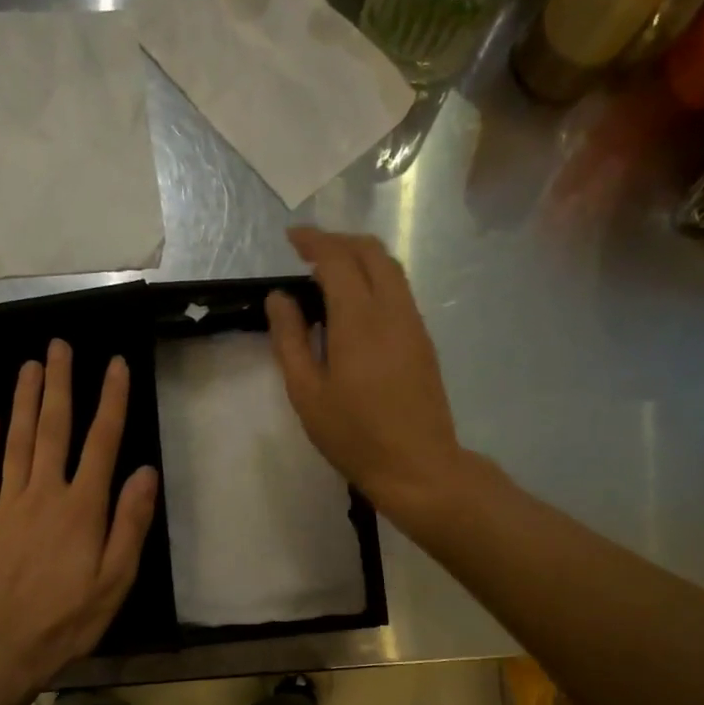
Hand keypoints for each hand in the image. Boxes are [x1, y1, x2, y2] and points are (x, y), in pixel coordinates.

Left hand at [0, 340, 157, 702]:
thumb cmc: (67, 617)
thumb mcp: (116, 579)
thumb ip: (131, 523)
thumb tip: (145, 472)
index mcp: (83, 507)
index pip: (102, 442)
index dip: (111, 401)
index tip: (116, 365)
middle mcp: (45, 493)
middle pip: (53, 428)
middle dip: (59, 384)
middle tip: (59, 346)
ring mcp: (8, 503)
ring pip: (17, 440)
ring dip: (24, 400)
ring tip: (29, 365)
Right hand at [265, 226, 466, 518]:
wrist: (418, 466)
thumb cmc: (354, 435)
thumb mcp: (307, 393)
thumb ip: (290, 339)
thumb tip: (279, 297)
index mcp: (359, 320)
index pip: (338, 259)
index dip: (313, 241)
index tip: (291, 238)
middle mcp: (393, 310)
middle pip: (372, 252)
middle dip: (339, 241)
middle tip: (308, 251)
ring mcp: (414, 324)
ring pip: (391, 269)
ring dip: (360, 257)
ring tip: (329, 272)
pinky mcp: (424, 340)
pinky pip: (400, 291)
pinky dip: (375, 279)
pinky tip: (355, 303)